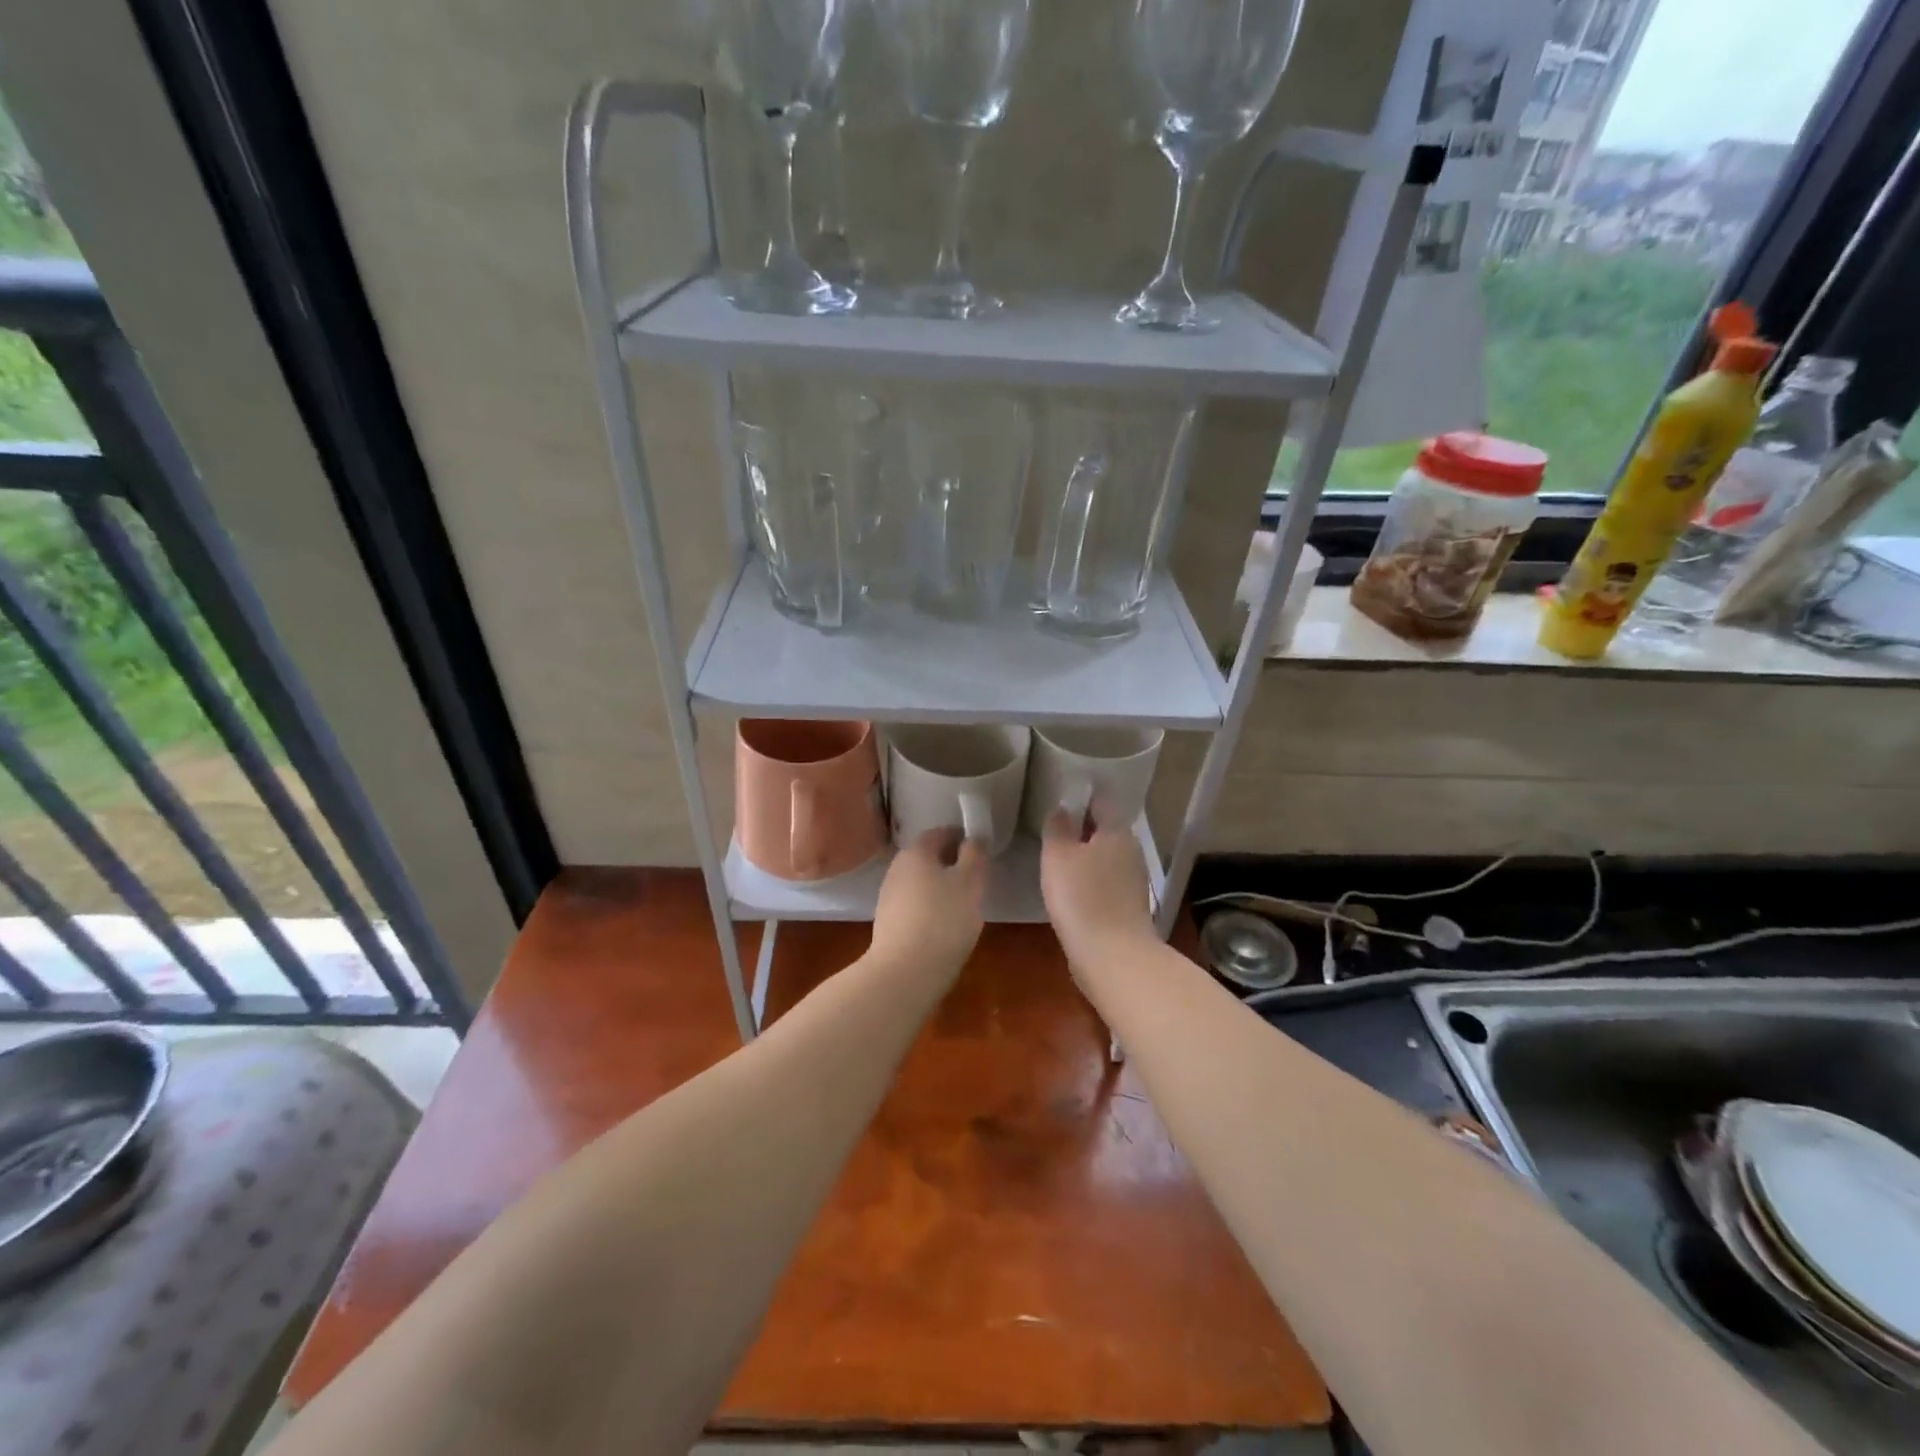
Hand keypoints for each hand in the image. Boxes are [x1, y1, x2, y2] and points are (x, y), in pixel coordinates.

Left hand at [870, 829, 986, 986]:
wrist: (904, 972)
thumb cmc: (943, 919)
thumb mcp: (970, 883)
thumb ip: (975, 856)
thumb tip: (974, 837)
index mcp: (916, 852)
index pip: (941, 833)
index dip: (962, 838)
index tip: (981, 852)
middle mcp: (897, 868)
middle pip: (928, 858)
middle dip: (951, 864)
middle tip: (976, 879)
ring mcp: (888, 897)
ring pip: (920, 883)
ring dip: (940, 888)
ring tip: (964, 906)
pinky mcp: (887, 924)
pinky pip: (914, 906)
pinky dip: (930, 909)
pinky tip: (945, 927)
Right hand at [1040, 809, 1156, 969]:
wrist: (1112, 956)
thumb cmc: (1082, 897)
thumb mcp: (1057, 855)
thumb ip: (1058, 827)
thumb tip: (1062, 809)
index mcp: (1117, 831)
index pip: (1102, 800)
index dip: (1082, 795)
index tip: (1061, 795)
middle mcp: (1131, 851)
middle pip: (1106, 830)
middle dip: (1082, 827)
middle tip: (1053, 827)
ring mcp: (1134, 881)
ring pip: (1106, 857)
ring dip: (1086, 856)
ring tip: (1057, 858)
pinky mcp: (1129, 908)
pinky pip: (1106, 882)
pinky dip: (1090, 881)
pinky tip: (1071, 889)